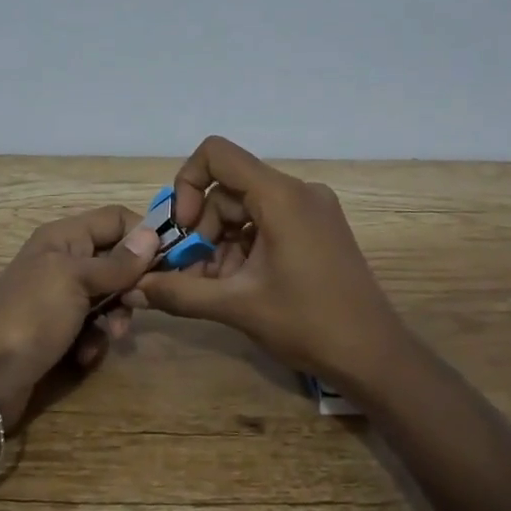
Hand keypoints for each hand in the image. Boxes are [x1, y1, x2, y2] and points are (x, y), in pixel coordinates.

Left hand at [0, 206, 160, 426]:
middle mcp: (64, 262)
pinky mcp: (58, 333)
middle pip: (116, 260)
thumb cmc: (30, 316)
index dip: (143, 235)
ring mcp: (60, 299)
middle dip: (132, 284)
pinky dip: (94, 341)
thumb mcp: (75, 281)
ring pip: (109, 298)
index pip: (115, 219)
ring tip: (112, 335)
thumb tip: (153, 234)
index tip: (170, 261)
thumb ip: (117, 262)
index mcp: (64, 238)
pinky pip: (93, 328)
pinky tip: (84, 355)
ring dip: (116, 317)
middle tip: (140, 305)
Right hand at [126, 137, 409, 399]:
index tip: (184, 229)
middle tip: (192, 273)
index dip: (187, 184)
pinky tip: (238, 285)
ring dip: (221, 243)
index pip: (217, 155)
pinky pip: (267, 222)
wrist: (375, 356)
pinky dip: (244, 247)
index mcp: (281, 196)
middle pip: (228, 189)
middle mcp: (298, 191)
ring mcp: (312, 209)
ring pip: (245, 209)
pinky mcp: (318, 228)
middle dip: (203, 229)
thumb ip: (181, 292)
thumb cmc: (308, 324)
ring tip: (214, 287)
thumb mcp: (237, 307)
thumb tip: (135, 287)